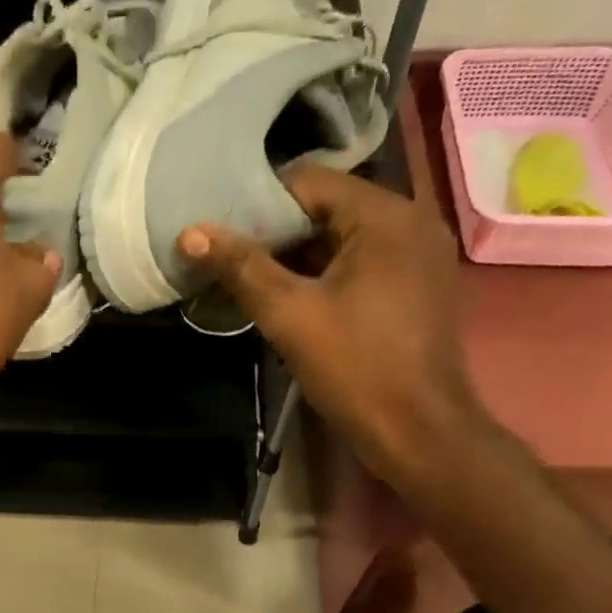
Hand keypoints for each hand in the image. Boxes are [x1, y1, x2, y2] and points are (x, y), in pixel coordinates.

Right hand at [178, 164, 483, 476]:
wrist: (419, 432)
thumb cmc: (355, 368)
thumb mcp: (289, 315)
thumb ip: (241, 268)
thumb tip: (191, 233)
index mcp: (384, 215)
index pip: (307, 181)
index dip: (258, 202)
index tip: (221, 232)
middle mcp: (410, 221)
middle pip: (327, 206)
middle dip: (276, 231)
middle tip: (229, 258)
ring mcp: (420, 255)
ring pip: (344, 236)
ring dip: (298, 254)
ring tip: (251, 279)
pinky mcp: (419, 285)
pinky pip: (363, 261)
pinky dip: (326, 272)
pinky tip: (293, 298)